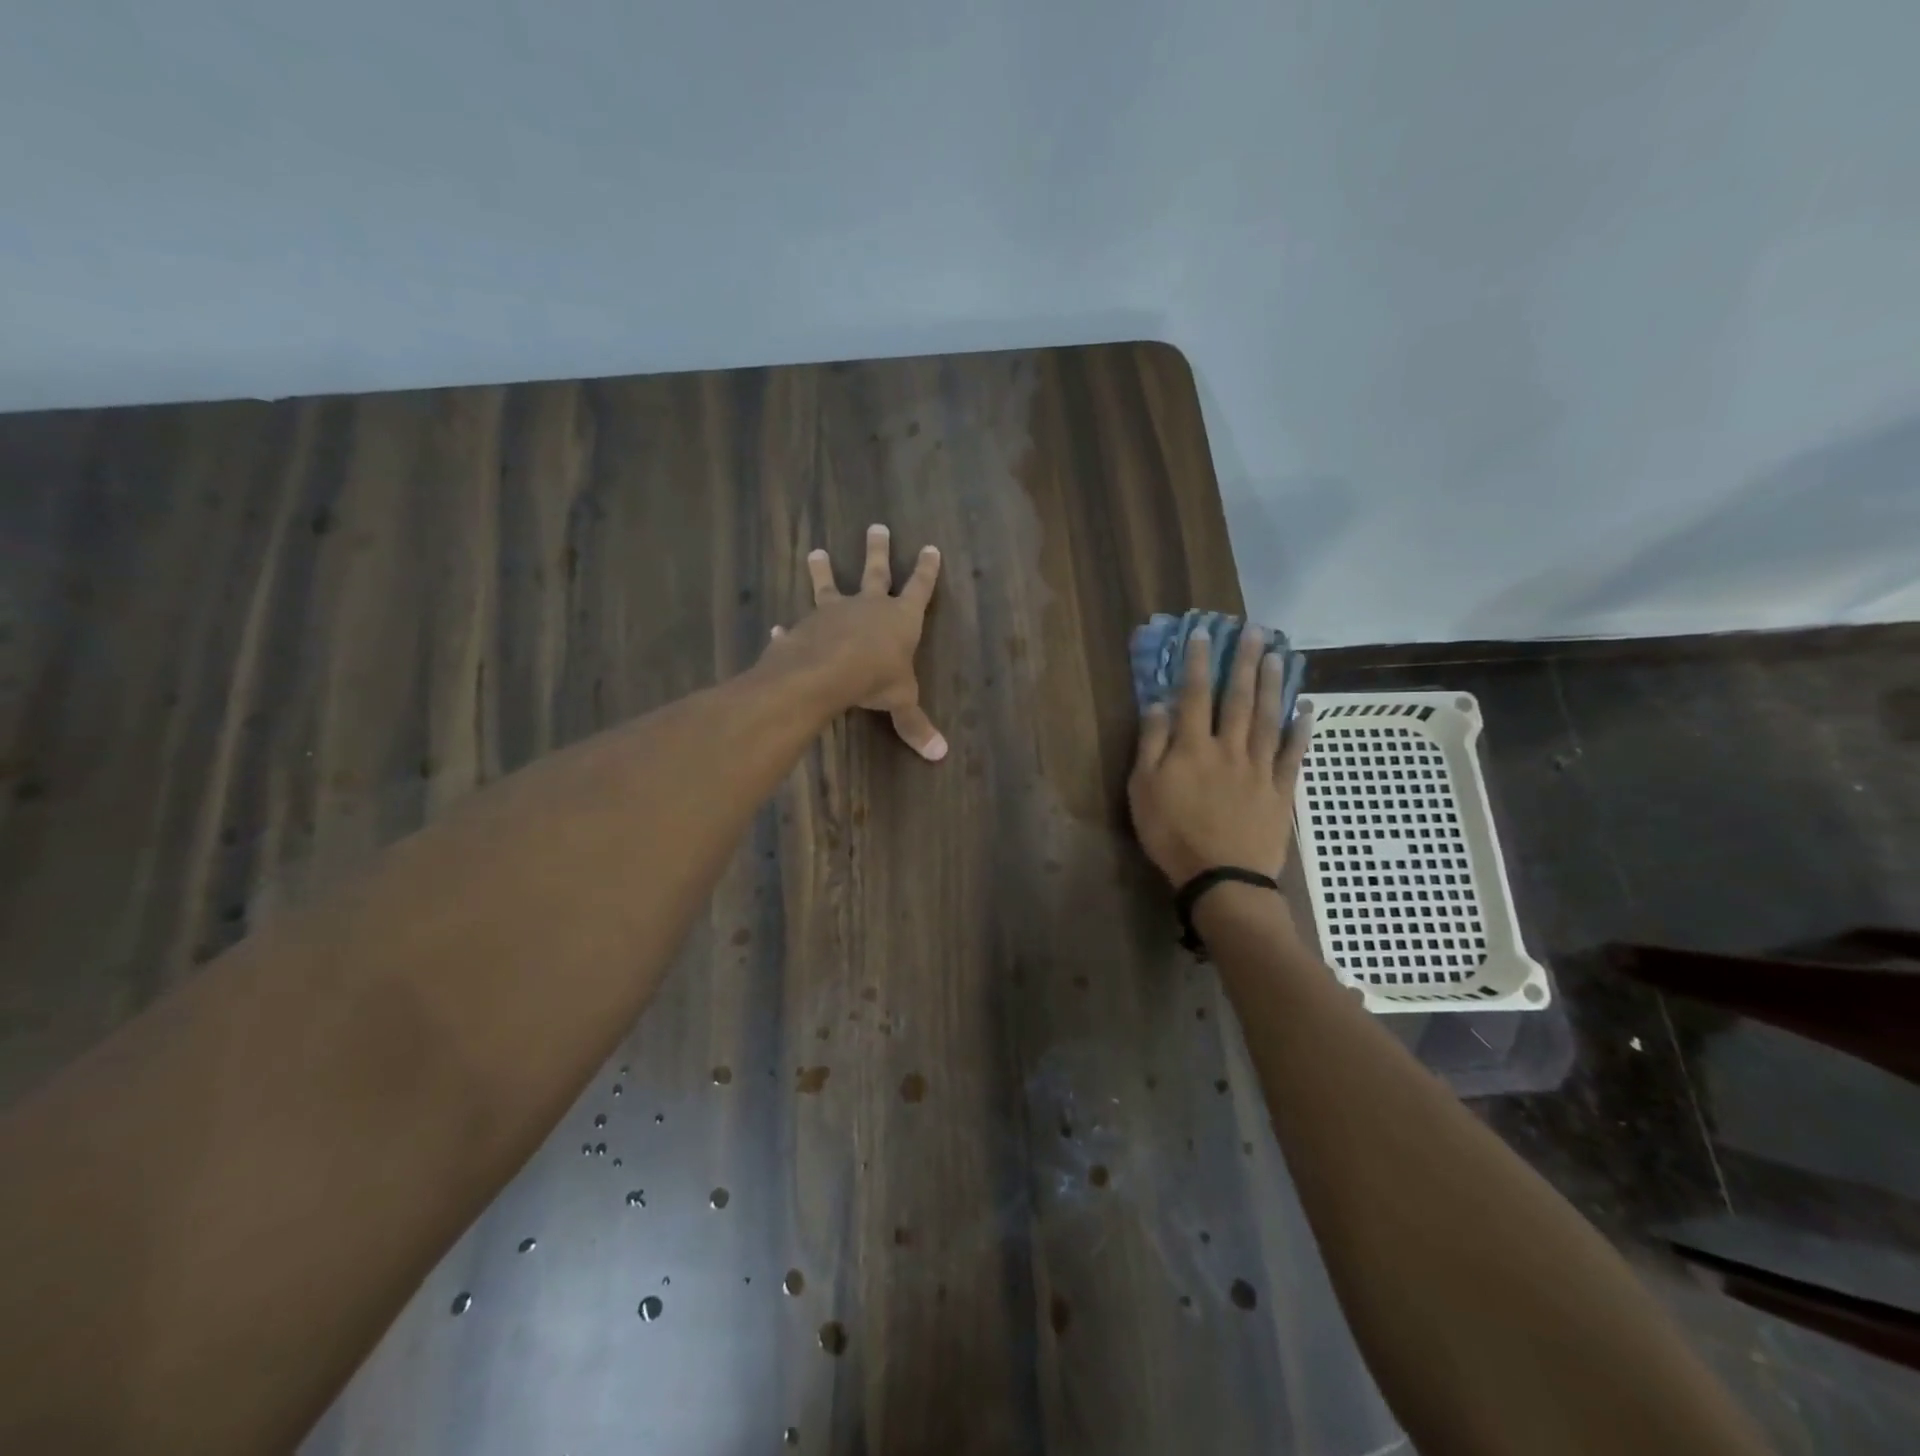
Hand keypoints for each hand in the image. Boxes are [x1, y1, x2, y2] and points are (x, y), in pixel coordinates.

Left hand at [763, 524, 946, 760]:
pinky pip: (797, 626)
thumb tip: (941, 755)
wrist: (825, 672)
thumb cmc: (875, 678)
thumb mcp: (902, 702)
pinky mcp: (805, 627)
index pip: (919, 588)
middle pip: (876, 572)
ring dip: (824, 569)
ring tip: (816, 551)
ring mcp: (833, 613)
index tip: (931, 547)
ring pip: (829, 585)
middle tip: (877, 527)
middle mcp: (867, 606)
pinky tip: (777, 627)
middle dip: (878, 550)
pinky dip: (788, 628)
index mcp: (900, 618)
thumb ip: (916, 725)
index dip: (927, 570)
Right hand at [1128, 626, 1312, 885]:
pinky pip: (1293, 755)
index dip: (1198, 663)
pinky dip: (1300, 731)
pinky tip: (1305, 710)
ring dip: (1273, 685)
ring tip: (1280, 656)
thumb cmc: (1172, 834)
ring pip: (1268, 719)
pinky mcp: (1280, 791)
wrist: (1221, 877)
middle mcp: (1229, 748)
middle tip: (1256, 631)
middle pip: (1238, 699)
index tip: (1204, 633)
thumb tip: (1158, 704)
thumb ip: (1151, 745)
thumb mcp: (1143, 790)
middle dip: (1245, 662)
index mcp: (1193, 747)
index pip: (1194, 695)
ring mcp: (1259, 768)